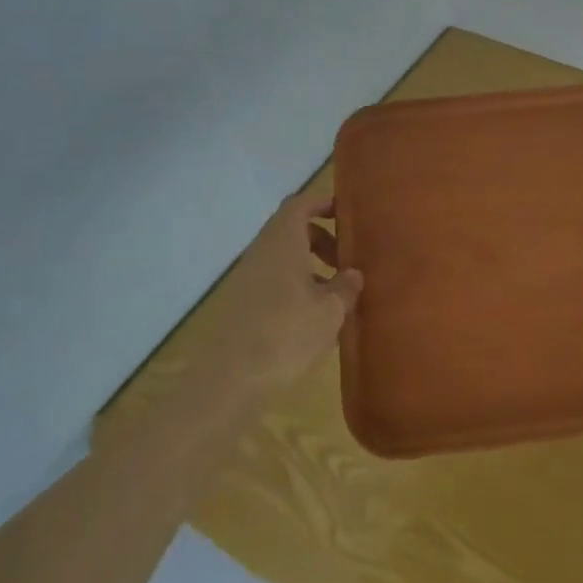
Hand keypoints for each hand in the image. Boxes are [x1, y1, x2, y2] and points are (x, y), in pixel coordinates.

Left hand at [220, 189, 362, 392]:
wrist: (230, 379)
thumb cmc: (287, 333)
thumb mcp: (330, 311)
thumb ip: (346, 287)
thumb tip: (352, 274)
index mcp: (283, 241)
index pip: (301, 204)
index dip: (324, 203)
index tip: (347, 214)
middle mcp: (263, 251)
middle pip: (293, 230)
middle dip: (322, 239)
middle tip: (346, 261)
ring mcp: (248, 278)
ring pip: (284, 258)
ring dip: (310, 266)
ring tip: (335, 295)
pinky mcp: (242, 304)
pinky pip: (274, 280)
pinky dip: (296, 286)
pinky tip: (313, 318)